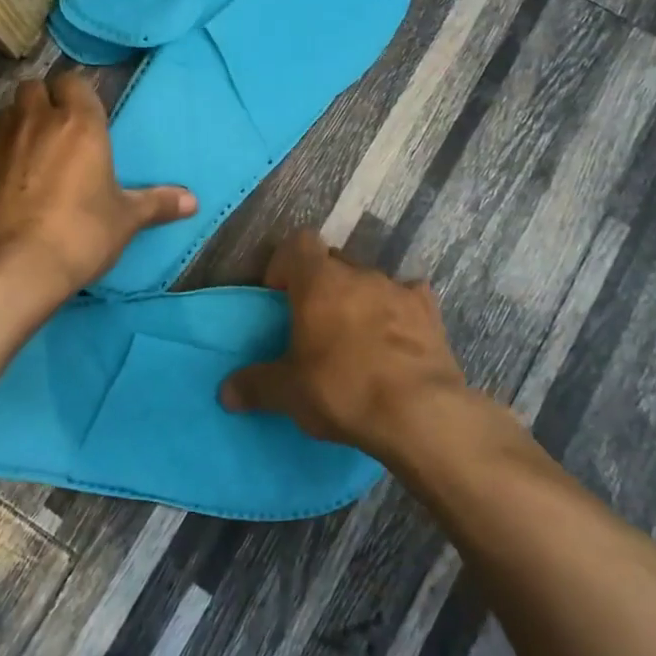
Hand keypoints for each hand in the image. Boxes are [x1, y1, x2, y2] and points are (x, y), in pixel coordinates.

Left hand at [0, 71, 195, 298]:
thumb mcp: (125, 220)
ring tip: (31, 150)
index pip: (74, 82)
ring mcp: (0, 141)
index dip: (77, 94)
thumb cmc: (81, 233)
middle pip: (33, 87)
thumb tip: (193, 201)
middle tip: (57, 128)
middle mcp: (36, 120)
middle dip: (43, 100)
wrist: (12, 266)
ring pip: (7, 112)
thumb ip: (157, 203)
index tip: (86, 115)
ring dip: (19, 122)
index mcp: (79, 123)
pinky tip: (8, 179)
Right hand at [220, 229, 468, 459]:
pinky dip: (398, 312)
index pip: (298, 242)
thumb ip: (256, 386)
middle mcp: (358, 273)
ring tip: (356, 340)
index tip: (280, 296)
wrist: (420, 413)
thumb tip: (225, 393)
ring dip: (359, 300)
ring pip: (369, 281)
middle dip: (322, 285)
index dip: (286, 264)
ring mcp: (398, 289)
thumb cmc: (343, 390)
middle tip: (315, 323)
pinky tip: (396, 340)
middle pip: (333, 263)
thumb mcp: (290, 393)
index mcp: (318, 281)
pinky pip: (408, 299)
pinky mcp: (429, 311)